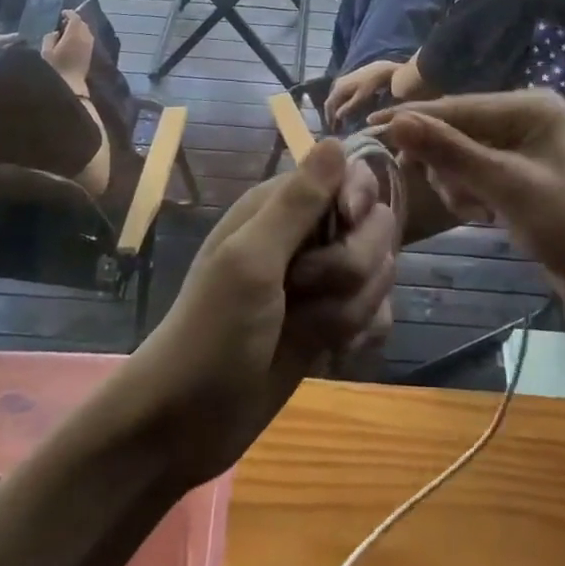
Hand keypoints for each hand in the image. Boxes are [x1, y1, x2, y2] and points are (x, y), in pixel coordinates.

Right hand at [41, 10, 93, 85]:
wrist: (71, 83)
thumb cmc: (55, 67)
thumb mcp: (46, 51)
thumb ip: (50, 37)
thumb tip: (56, 32)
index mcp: (75, 33)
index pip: (75, 17)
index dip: (69, 13)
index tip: (62, 13)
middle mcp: (85, 36)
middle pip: (82, 23)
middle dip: (74, 20)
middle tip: (63, 23)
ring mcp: (90, 44)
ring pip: (86, 30)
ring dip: (78, 28)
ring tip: (67, 32)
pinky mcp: (90, 52)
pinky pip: (87, 38)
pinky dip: (81, 36)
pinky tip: (73, 41)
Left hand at [122, 141, 395, 487]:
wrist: (186, 426)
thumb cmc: (212, 334)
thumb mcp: (251, 262)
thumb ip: (297, 203)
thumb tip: (335, 140)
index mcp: (280, 207)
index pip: (350, 176)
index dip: (359, 200)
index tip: (348, 225)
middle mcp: (305, 236)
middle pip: (374, 227)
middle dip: (352, 266)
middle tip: (304, 291)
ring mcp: (321, 282)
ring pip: (378, 273)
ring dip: (351, 308)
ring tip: (309, 331)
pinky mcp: (330, 322)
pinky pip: (376, 312)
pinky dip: (362, 332)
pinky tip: (336, 354)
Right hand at [324, 59, 399, 127]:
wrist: (380, 69)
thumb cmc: (372, 85)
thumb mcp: (361, 98)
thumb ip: (348, 107)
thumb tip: (337, 116)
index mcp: (338, 88)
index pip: (329, 105)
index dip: (329, 118)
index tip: (333, 130)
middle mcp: (337, 83)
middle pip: (331, 102)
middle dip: (333, 115)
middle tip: (337, 128)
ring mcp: (343, 81)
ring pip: (336, 98)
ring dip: (338, 110)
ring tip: (342, 122)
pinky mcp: (348, 80)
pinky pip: (341, 95)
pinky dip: (342, 104)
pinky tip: (347, 110)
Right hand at [376, 90, 564, 309]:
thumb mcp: (505, 185)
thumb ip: (450, 151)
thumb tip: (396, 121)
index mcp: (530, 106)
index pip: (460, 107)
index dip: (416, 119)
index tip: (372, 126)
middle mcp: (525, 116)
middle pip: (459, 128)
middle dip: (446, 163)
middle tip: (445, 191)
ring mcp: (523, 144)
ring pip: (462, 153)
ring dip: (458, 182)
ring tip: (476, 210)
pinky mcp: (519, 171)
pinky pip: (475, 171)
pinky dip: (470, 192)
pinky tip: (483, 215)